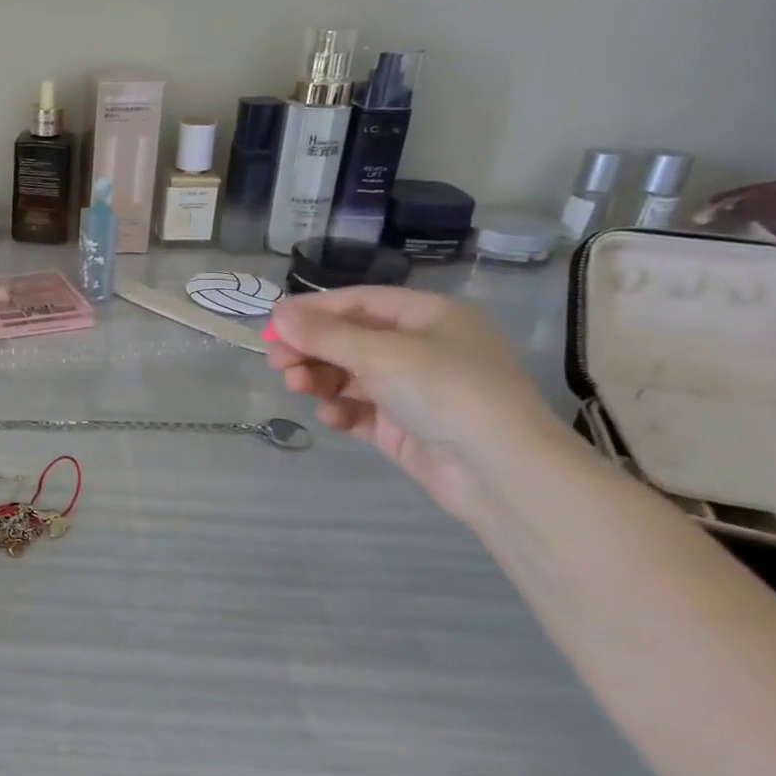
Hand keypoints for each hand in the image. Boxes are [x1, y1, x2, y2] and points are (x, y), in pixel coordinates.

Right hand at [267, 287, 575, 523]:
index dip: (313, 311)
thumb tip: (277, 312)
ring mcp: (414, 390)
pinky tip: (330, 417)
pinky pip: (361, 410)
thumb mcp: (380, 354)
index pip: (358, 302)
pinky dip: (341, 409)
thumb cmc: (446, 391)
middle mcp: (422, 348)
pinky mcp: (405, 427)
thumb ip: (324, 334)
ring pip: (350, 375)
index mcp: (428, 316)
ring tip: (297, 388)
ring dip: (320, 378)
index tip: (273, 325)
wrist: (503, 473)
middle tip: (276, 362)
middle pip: (350, 340)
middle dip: (311, 349)